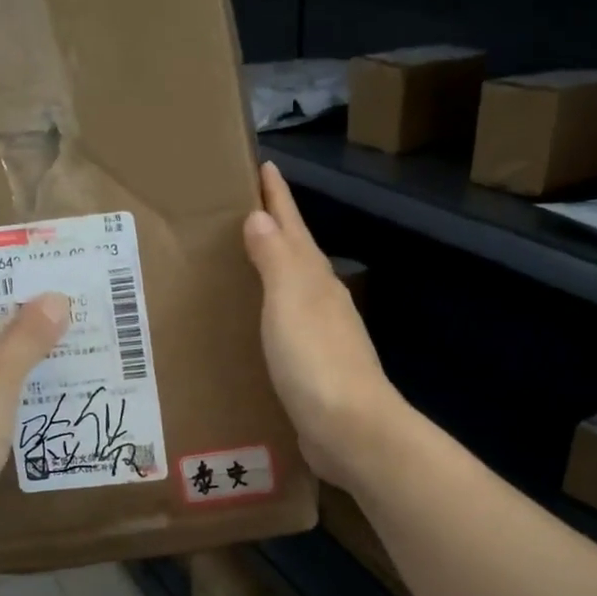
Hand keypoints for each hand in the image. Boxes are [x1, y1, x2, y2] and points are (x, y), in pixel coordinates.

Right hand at [243, 161, 402, 489]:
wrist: (349, 428)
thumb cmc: (314, 360)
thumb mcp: (290, 301)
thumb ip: (275, 259)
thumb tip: (261, 217)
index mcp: (315, 281)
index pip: (293, 228)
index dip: (278, 199)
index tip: (265, 166)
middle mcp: (324, 302)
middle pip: (298, 256)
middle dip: (276, 231)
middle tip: (247, 212)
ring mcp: (324, 338)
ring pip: (295, 292)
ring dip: (275, 273)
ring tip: (247, 265)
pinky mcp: (315, 371)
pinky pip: (288, 329)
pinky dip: (273, 316)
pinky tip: (262, 326)